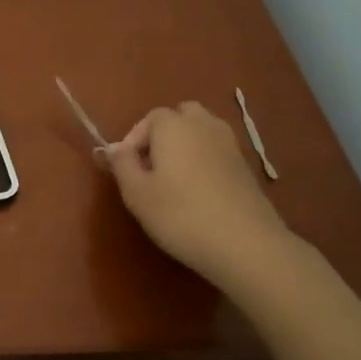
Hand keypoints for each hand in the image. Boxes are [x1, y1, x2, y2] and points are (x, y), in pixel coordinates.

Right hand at [102, 102, 292, 286]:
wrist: (245, 243)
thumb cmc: (180, 215)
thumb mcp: (137, 193)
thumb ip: (122, 164)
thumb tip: (114, 147)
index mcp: (173, 126)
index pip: (150, 118)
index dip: (134, 139)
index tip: (127, 167)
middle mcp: (204, 125)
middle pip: (181, 115)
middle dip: (163, 134)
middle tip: (152, 166)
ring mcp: (230, 144)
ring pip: (203, 131)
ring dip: (186, 145)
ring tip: (173, 178)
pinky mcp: (246, 166)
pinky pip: (217, 150)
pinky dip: (205, 160)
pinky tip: (198, 191)